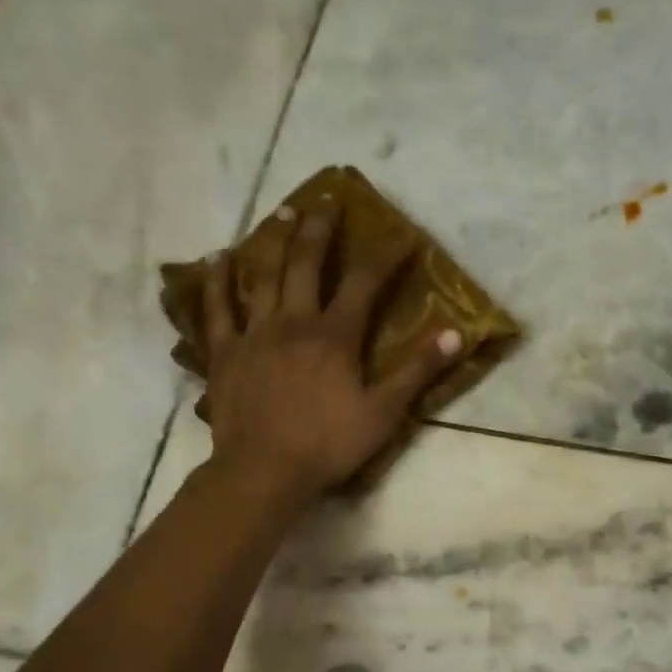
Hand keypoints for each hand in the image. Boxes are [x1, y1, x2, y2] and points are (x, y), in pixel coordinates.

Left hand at [197, 197, 460, 509]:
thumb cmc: (328, 444)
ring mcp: (254, 334)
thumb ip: (418, 371)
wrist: (264, 471)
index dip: (384, 257)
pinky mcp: (224, 353)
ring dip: (273, 240)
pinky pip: (217, 309)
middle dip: (318, 229)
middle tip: (326, 201)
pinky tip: (216, 258)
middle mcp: (293, 322)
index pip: (363, 283)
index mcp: (334, 335)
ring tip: (282, 213)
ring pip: (262, 276)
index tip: (399, 236)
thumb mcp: (383, 412)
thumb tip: (455, 334)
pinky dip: (217, 281)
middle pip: (305, 264)